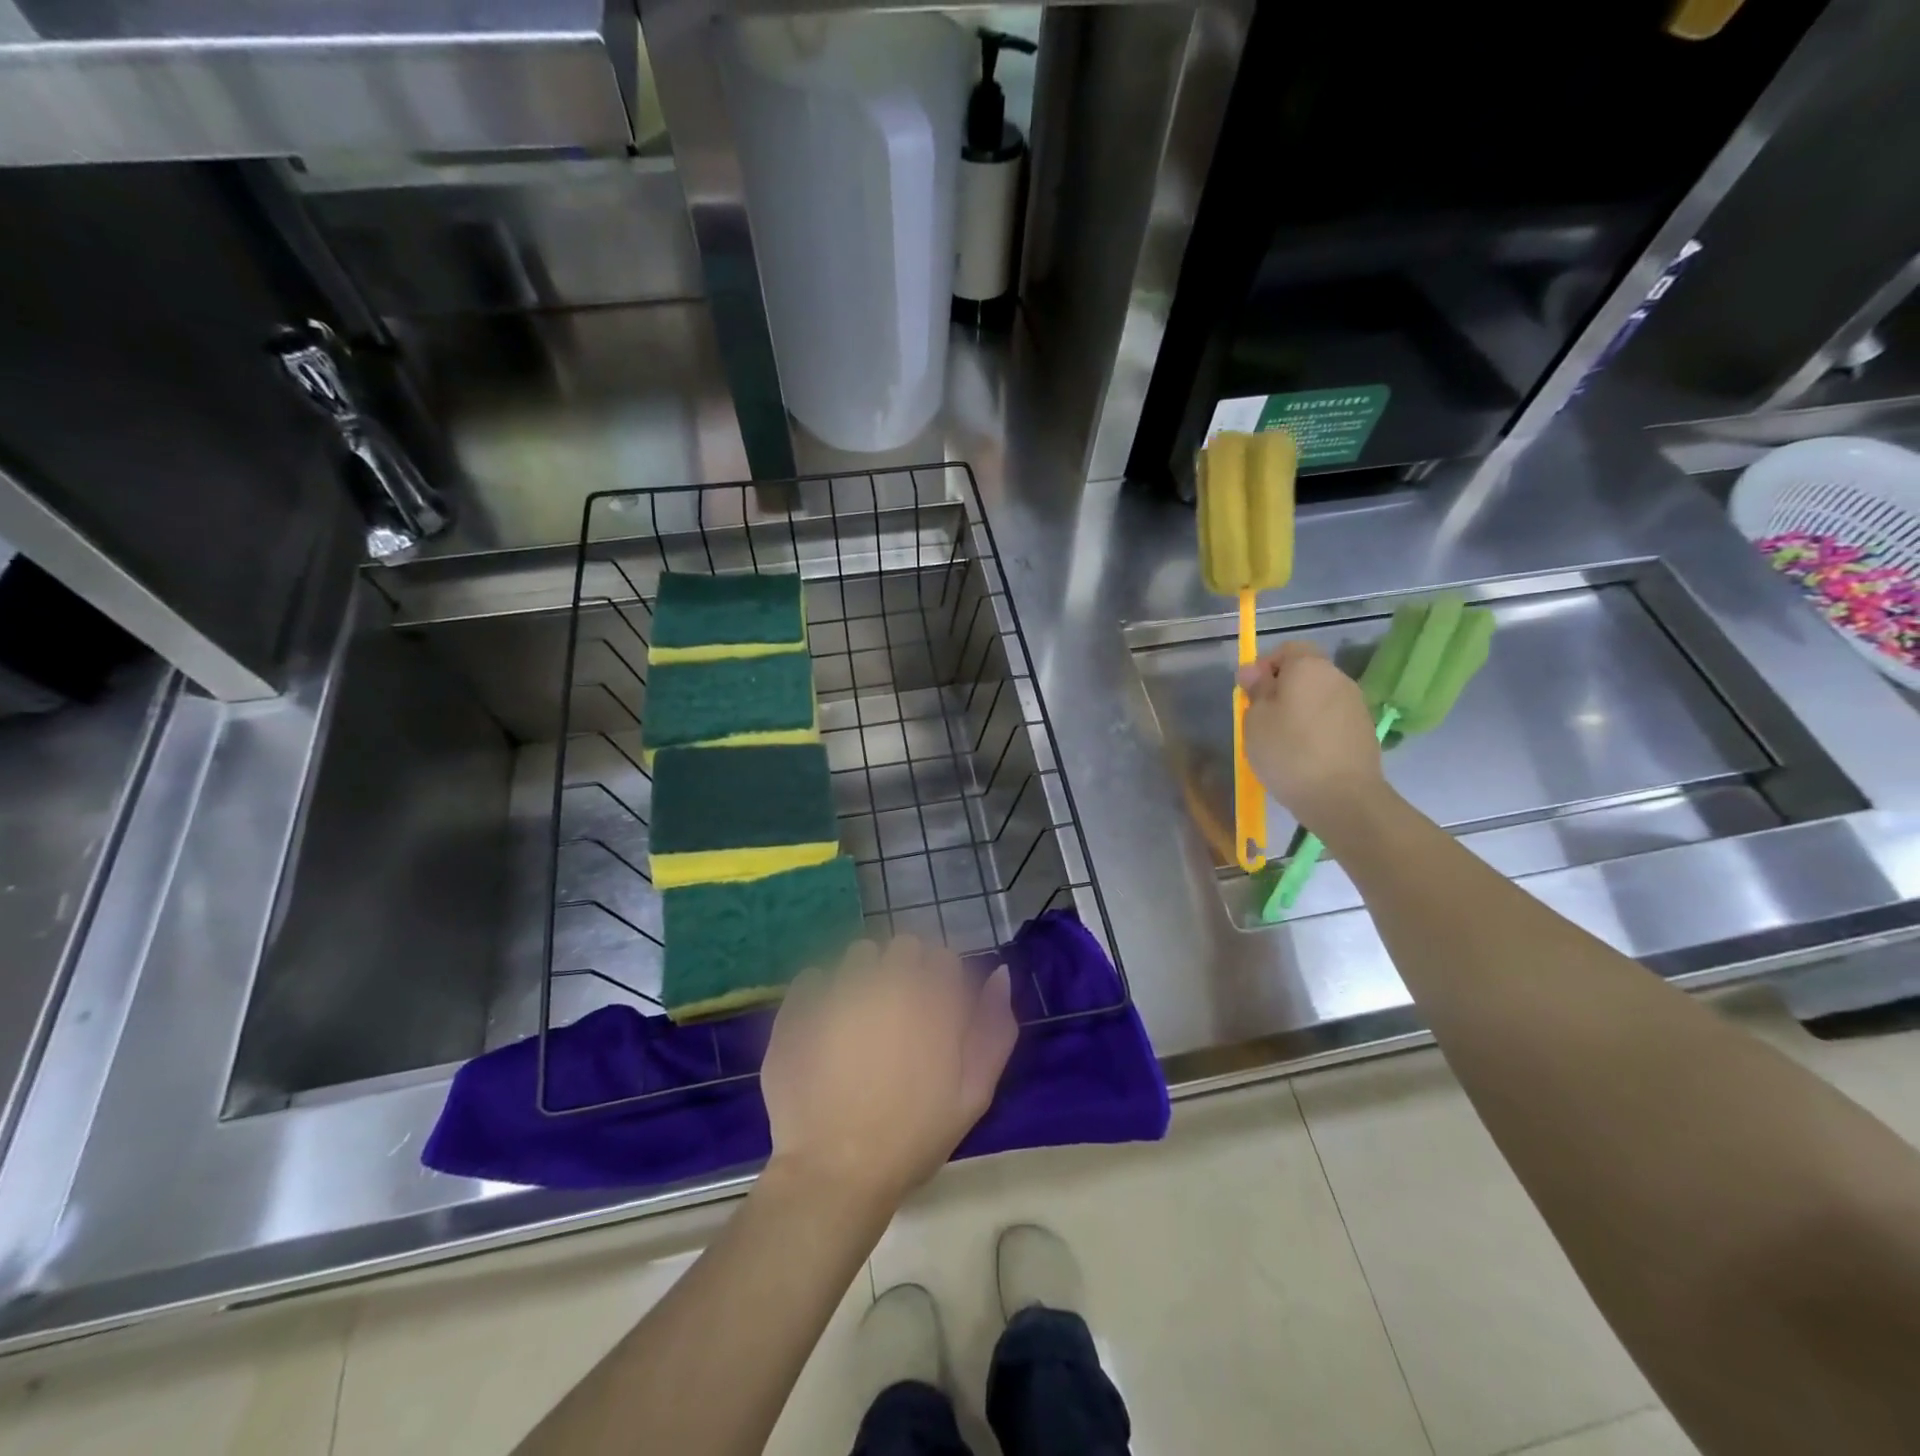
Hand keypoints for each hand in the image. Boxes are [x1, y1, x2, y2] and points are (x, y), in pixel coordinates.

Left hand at [760, 936, 1016, 1207]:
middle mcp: (887, 981)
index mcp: (932, 998)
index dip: (942, 982)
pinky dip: (821, 992)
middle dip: (906, 970)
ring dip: (865, 975)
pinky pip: (814, 976)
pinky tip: (824, 1027)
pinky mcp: (800, 1006)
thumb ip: (994, 1028)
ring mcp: (839, 989)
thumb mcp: (974, 1093)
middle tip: (900, 1016)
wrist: (836, 1172)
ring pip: (859, 954)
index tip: (936, 1012)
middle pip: (903, 946)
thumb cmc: (913, 1136)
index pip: (944, 957)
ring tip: (860, 1019)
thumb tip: (1000, 973)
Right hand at [1237, 641, 1386, 831]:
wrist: (1343, 797)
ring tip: (1282, 740)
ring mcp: (1355, 704)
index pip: (1288, 648)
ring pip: (1319, 696)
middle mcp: (1338, 677)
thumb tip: (1253, 670)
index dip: (1266, 665)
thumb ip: (1255, 690)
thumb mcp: (1255, 720)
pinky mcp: (1364, 730)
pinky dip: (1317, 728)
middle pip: (1306, 672)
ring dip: (1301, 710)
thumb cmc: (1289, 752)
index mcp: (1309, 667)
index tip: (1251, 693)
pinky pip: (1332, 718)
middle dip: (1283, 689)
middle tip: (1262, 719)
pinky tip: (1305, 755)